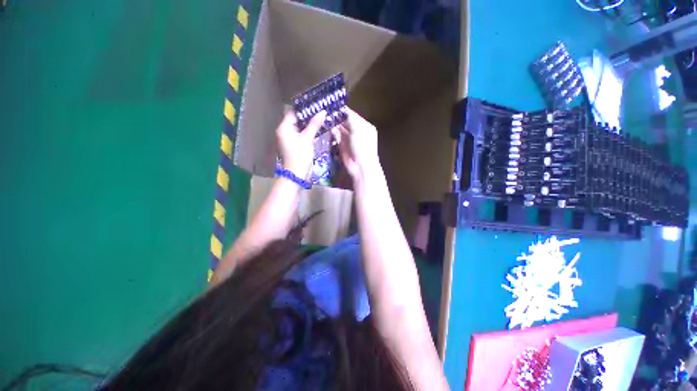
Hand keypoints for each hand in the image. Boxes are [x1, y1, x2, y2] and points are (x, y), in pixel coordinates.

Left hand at [276, 110, 326, 177]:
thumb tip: (323, 111)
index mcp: (284, 128)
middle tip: (321, 113)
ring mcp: (289, 139)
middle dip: (309, 117)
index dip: (304, 109)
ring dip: (310, 125)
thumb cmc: (300, 155)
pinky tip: (318, 131)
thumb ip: (314, 125)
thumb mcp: (307, 139)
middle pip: (297, 120)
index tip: (316, 106)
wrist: (296, 174)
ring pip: (300, 128)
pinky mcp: (294, 146)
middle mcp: (284, 132)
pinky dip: (309, 133)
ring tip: (322, 120)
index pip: (293, 113)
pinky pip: (302, 136)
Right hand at [331, 108, 378, 182]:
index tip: (332, 105)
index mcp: (364, 126)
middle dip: (336, 118)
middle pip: (345, 122)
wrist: (361, 167)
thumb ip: (350, 118)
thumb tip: (342, 108)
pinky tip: (325, 128)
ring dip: (333, 125)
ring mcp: (349, 140)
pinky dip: (332, 133)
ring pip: (340, 129)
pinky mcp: (343, 147)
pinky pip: (336, 137)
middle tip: (324, 111)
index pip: (352, 115)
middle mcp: (357, 132)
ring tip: (323, 118)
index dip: (343, 110)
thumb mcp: (358, 129)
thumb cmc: (362, 146)